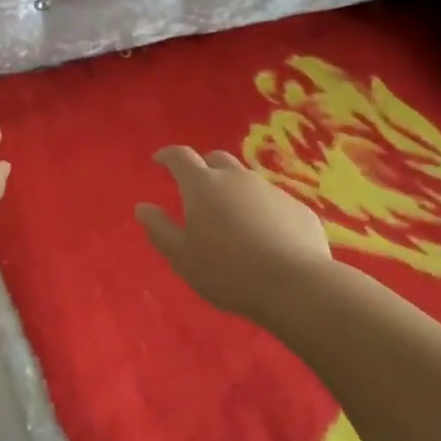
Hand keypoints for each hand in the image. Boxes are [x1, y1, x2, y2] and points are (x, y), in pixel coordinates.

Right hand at [136, 147, 332, 320]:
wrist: (295, 285)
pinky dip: (261, 210)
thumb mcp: (182, 257)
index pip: (180, 157)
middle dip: (203, 168)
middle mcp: (237, 178)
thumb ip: (160, 229)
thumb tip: (142, 208)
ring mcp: (271, 190)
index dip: (167, 156)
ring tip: (231, 218)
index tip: (159, 161)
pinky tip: (264, 236)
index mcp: (202, 186)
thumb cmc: (227, 271)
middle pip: (216, 159)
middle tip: (196, 189)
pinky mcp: (298, 208)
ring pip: (246, 180)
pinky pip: (272, 201)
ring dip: (234, 190)